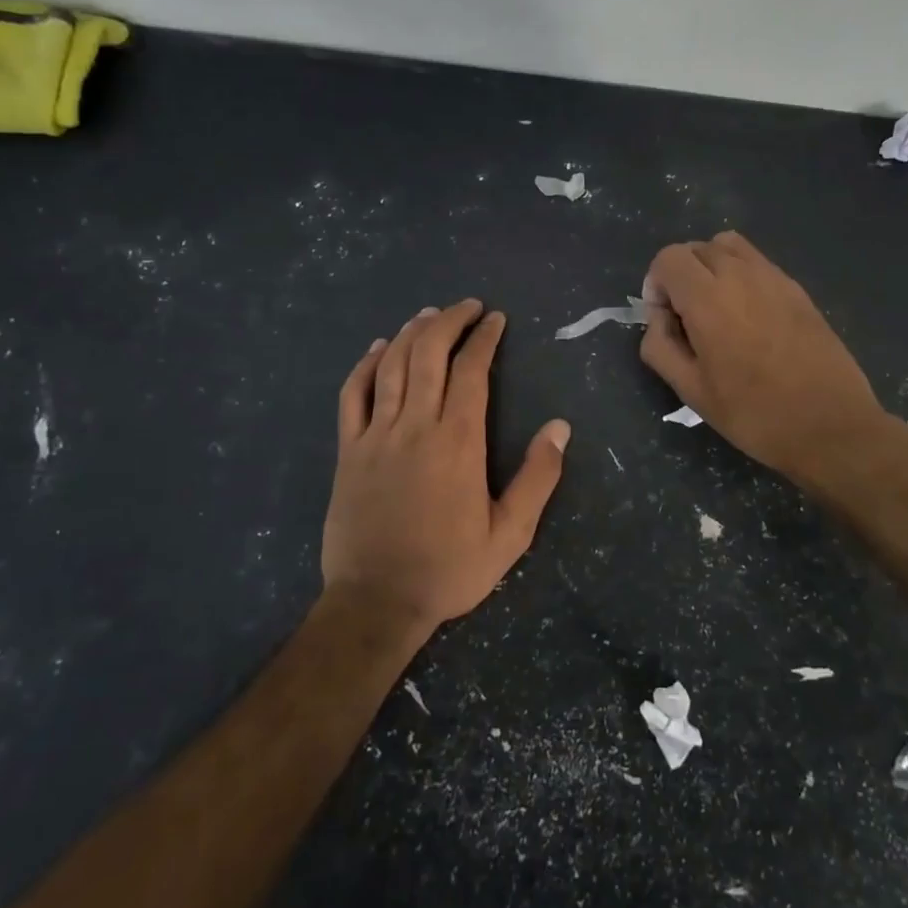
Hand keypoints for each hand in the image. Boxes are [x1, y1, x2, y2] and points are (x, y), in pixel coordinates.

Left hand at [323, 300, 570, 632]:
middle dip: (449, 321)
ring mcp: (376, 435)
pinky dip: (365, 365)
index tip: (495, 319)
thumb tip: (559, 427)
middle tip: (467, 307)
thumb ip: (537, 478)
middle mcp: (416, 426)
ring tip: (429, 314)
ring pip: (391, 366)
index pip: (472, 370)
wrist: (377, 600)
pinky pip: (353, 395)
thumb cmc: (449, 569)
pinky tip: (377, 348)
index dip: (484, 338)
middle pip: (429, 354)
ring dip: (411, 333)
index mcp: (458, 441)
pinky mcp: (348, 450)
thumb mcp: (510, 534)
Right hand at [641, 233, 887, 487]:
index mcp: (708, 299)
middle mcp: (741, 275)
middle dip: (681, 274)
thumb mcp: (691, 391)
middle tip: (687, 318)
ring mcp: (774, 278)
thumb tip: (660, 319)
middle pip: (697, 247)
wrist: (831, 426)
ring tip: (717, 308)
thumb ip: (660, 346)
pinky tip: (750, 318)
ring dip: (712, 267)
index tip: (665, 319)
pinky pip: (758, 263)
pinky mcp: (798, 289)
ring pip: (729, 246)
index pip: (668, 258)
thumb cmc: (754, 414)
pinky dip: (741, 275)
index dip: (656, 284)